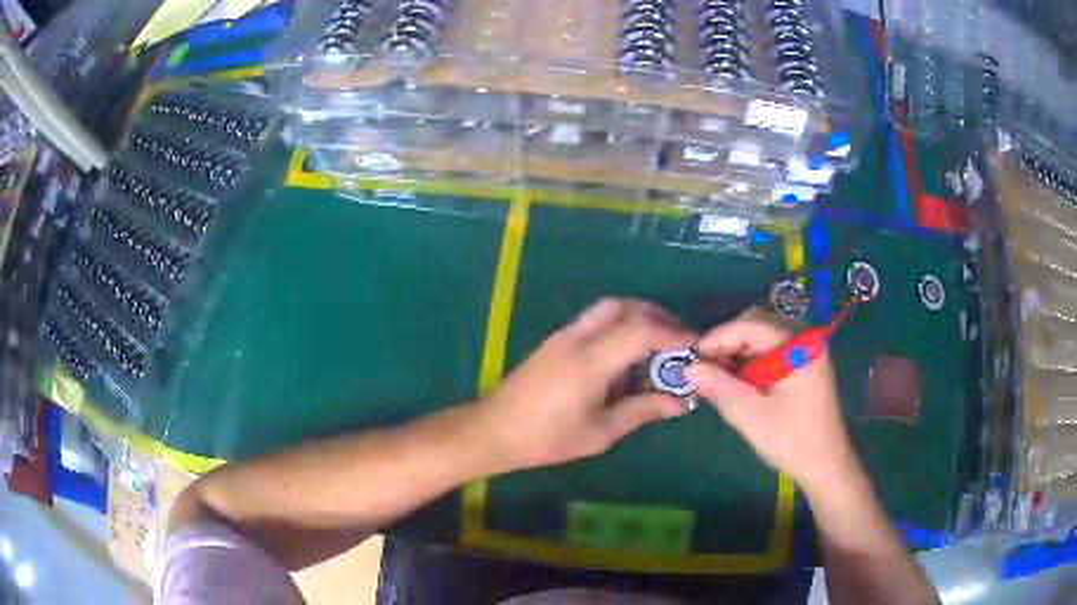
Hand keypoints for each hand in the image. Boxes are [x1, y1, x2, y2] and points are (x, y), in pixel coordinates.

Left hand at [476, 298, 697, 469]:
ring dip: (636, 319)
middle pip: (624, 307)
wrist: (492, 431)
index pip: (641, 330)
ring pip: (607, 309)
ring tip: (656, 350)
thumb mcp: (600, 433)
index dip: (674, 335)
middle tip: (678, 342)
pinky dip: (618, 328)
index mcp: (589, 361)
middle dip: (656, 317)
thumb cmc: (545, 439)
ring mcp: (563, 336)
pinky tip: (625, 359)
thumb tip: (681, 403)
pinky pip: (594, 322)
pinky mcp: (555, 341)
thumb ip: (642, 411)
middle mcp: (577, 338)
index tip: (697, 348)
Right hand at [686, 309, 858, 491]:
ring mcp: (806, 354)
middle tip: (703, 366)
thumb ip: (720, 388)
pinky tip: (736, 381)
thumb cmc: (791, 441)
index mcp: (798, 347)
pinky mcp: (804, 368)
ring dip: (737, 353)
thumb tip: (689, 368)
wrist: (826, 466)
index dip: (720, 336)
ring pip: (763, 340)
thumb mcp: (751, 416)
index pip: (753, 325)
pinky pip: (772, 354)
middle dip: (728, 343)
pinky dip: (750, 363)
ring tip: (714, 375)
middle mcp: (805, 341)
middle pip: (759, 326)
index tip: (693, 355)